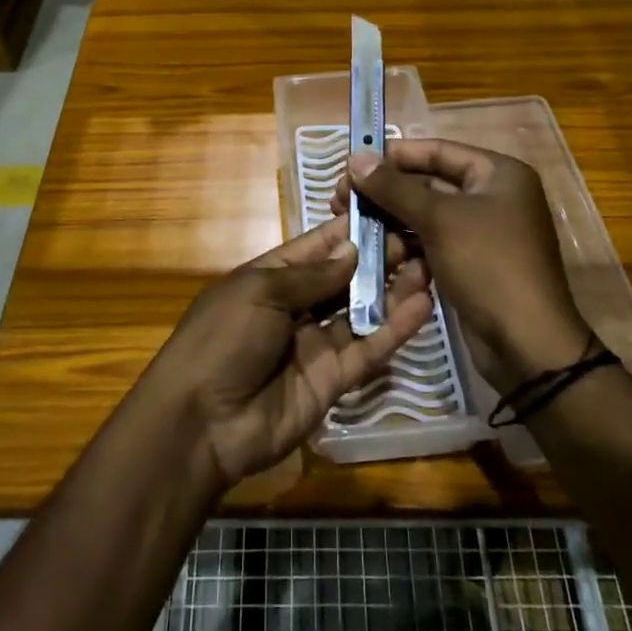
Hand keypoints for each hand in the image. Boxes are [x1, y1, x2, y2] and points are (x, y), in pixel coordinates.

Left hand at [142, 216, 434, 492]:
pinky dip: (394, 329)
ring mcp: (316, 344)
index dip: (349, 230)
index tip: (387, 207)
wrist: (200, 423)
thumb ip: (311, 275)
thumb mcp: (259, 292)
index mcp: (270, 278)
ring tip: (431, 264)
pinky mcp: (334, 380)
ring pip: (362, 311)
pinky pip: (368, 349)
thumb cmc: (222, 339)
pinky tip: (422, 305)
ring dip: (393, 290)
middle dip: (379, 258)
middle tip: (421, 236)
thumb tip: (353, 249)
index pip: (317, 247)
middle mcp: (297, 307)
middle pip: (344, 278)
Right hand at [336, 139, 593, 391]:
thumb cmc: (488, 266)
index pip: (436, 150)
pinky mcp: (471, 263)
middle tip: (339, 199)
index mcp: (498, 173)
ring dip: (389, 217)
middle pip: (429, 181)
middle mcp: (493, 196)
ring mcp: (483, 232)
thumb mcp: (439, 220)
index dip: (392, 156)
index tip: (350, 165)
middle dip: (385, 190)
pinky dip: (404, 243)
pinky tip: (371, 248)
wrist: (527, 345)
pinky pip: (431, 242)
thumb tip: (355, 158)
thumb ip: (394, 187)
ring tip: (347, 223)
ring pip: (426, 214)